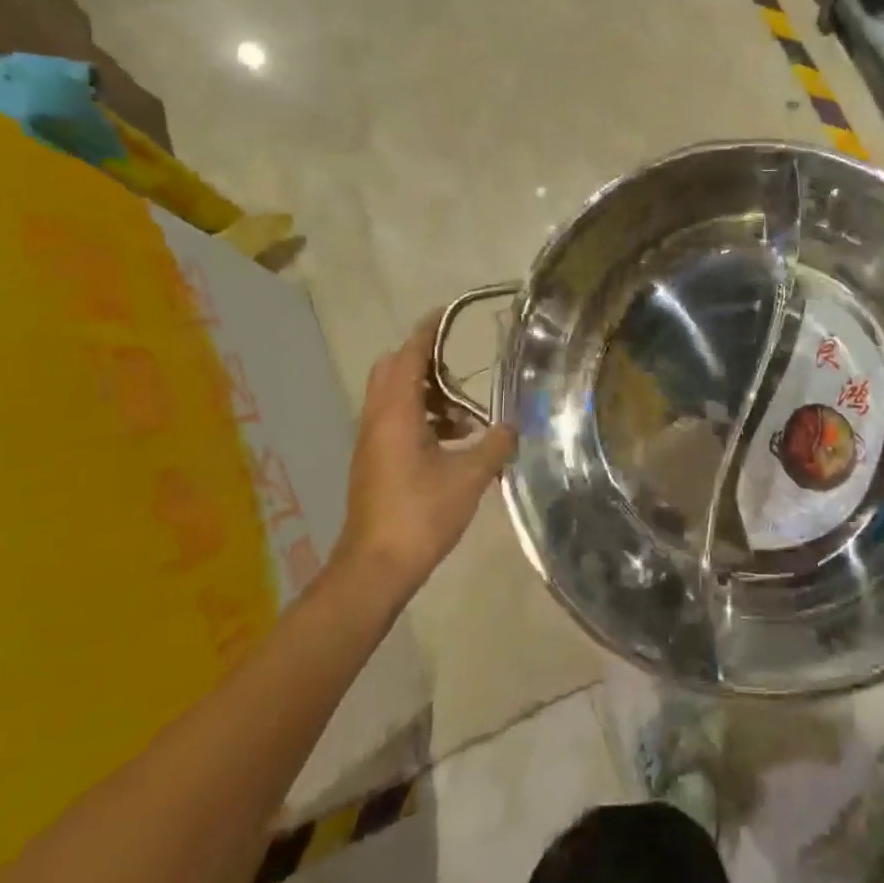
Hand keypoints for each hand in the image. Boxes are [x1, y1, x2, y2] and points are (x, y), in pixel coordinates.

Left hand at [330, 312, 517, 598]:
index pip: (408, 355)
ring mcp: (371, 441)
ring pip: (394, 397)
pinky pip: (395, 420)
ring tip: (464, 414)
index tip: (448, 314)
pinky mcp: (373, 461)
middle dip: (425, 362)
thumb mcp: (469, 476)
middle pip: (394, 370)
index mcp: (395, 412)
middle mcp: (377, 419)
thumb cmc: (420, 514)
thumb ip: (494, 444)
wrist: (374, 568)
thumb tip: (512, 426)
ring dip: (426, 394)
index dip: (427, 331)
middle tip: (459, 372)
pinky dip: (420, 417)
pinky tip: (451, 442)